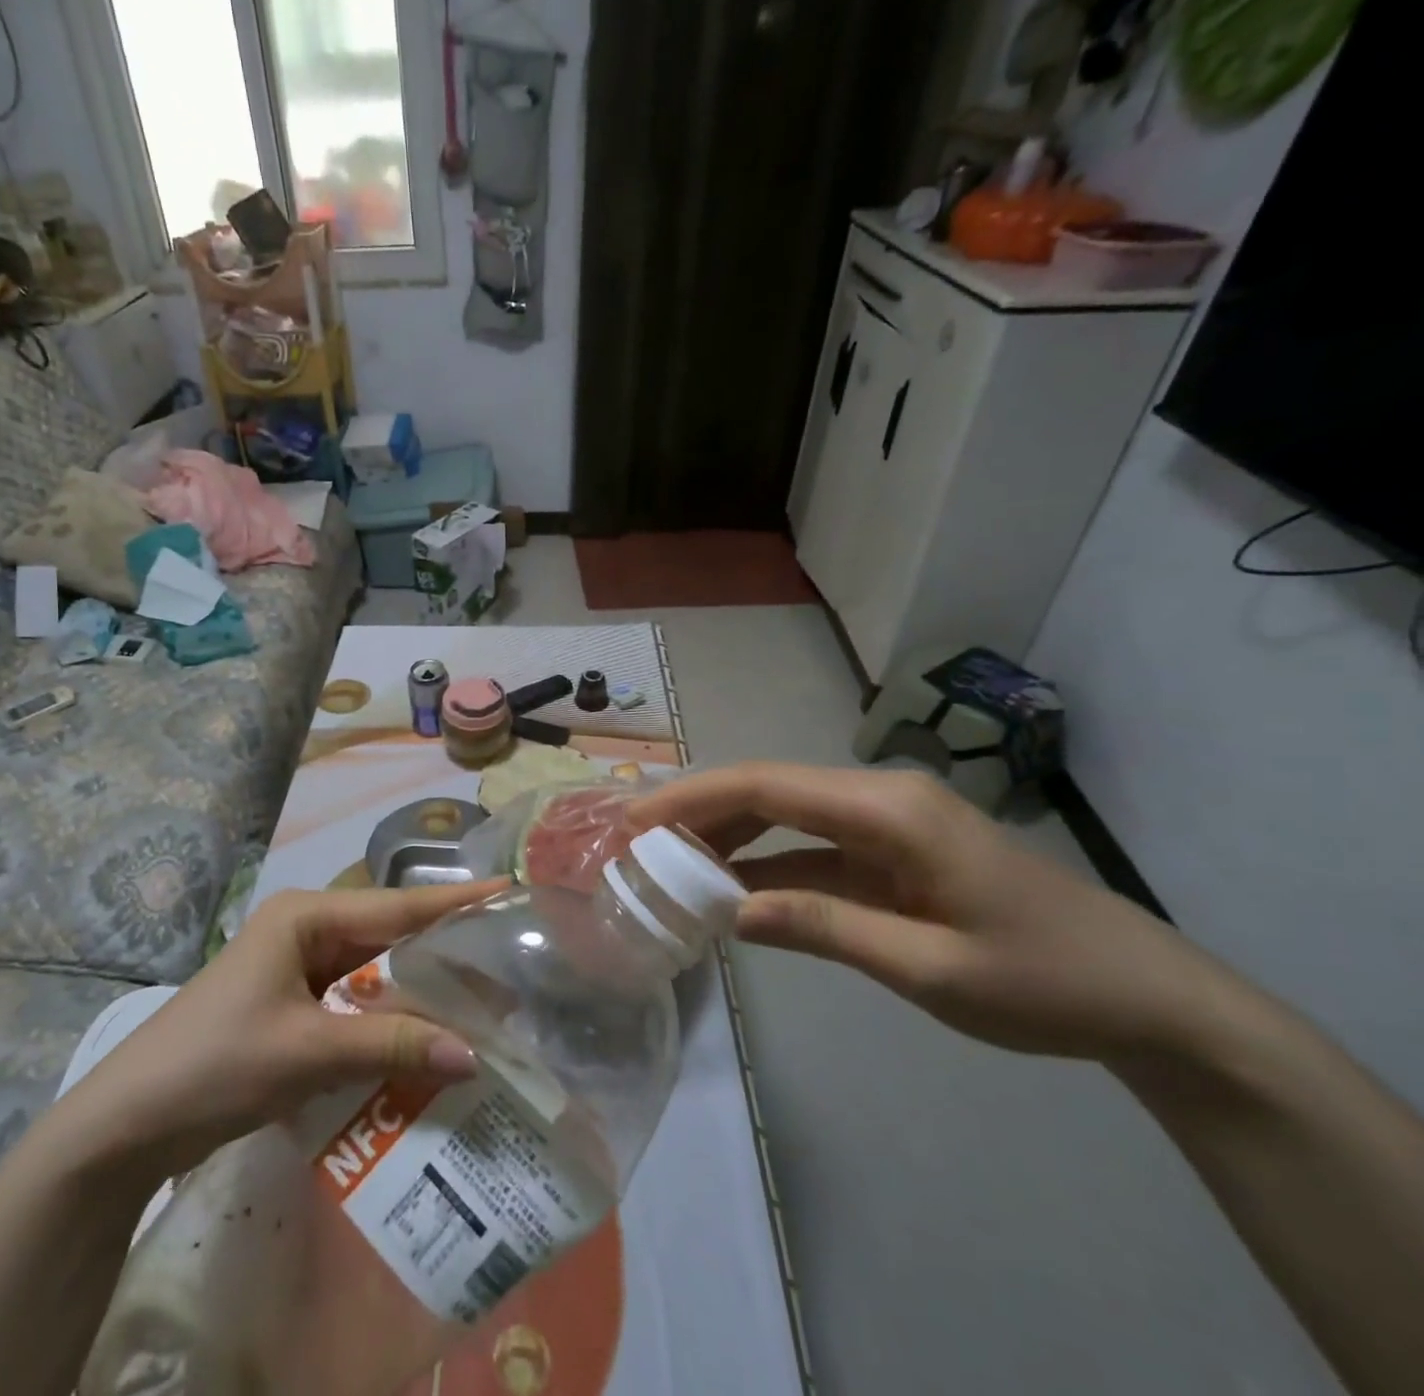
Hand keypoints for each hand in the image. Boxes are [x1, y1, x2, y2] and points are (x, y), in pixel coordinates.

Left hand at [57, 881, 499, 1173]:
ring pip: (373, 973)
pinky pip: (353, 1005)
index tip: (506, 891)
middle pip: (388, 937)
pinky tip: (423, 1041)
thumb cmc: (215, 1065)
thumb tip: (472, 1053)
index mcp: (306, 917)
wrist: (125, 1125)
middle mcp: (305, 931)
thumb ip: (391, 1046)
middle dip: (443, 951)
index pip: (396, 906)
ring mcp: (295, 969)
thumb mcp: (308, 1051)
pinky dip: (386, 1022)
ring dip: (416, 992)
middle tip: (506, 962)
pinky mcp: (290, 1007)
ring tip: (478, 1001)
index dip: (454, 901)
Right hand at [628, 763, 1247, 1066]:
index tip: (636, 820)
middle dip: (697, 812)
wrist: (1149, 998)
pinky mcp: (890, 849)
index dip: (694, 798)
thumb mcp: (932, 969)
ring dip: (725, 836)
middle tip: (636, 844)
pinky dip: (765, 864)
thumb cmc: (1047, 982)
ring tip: (668, 863)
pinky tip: (729, 890)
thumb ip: (826, 928)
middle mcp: (880, 798)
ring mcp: (885, 822)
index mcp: (889, 811)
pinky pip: (810, 847)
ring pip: (782, 814)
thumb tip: (729, 912)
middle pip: (767, 790)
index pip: (767, 787)